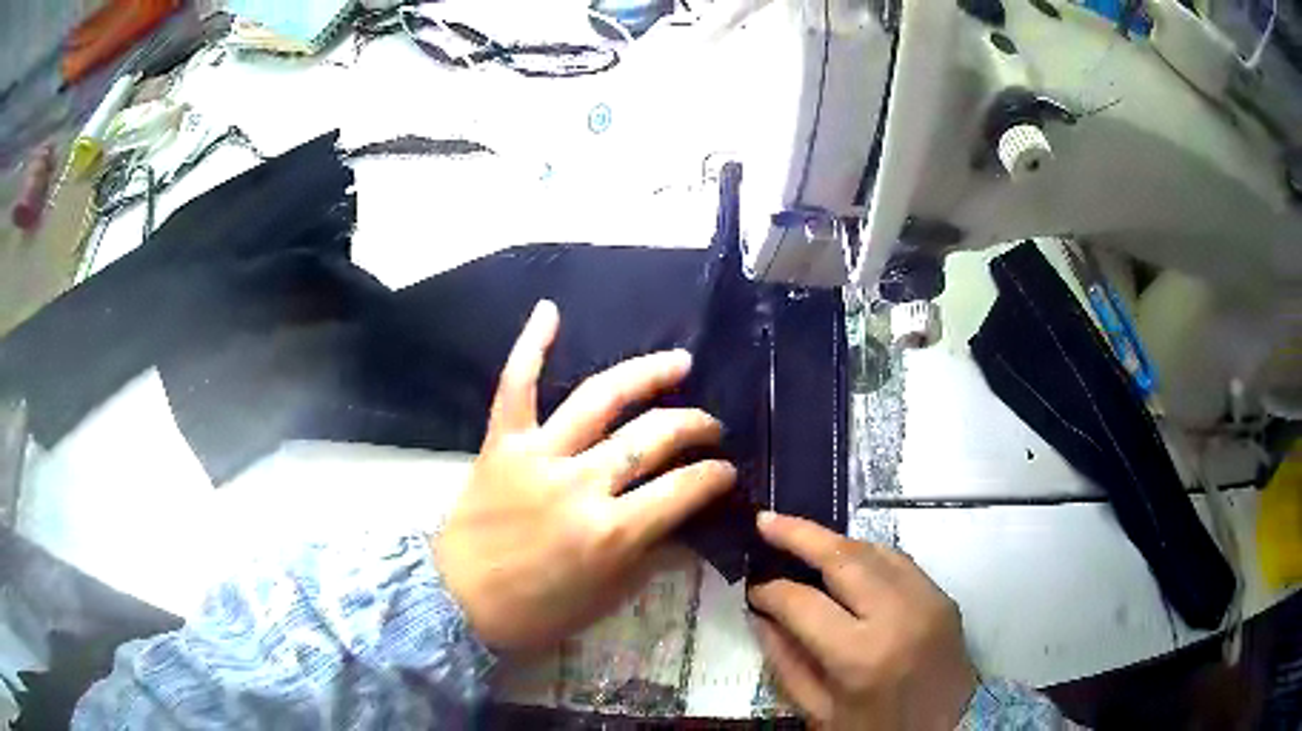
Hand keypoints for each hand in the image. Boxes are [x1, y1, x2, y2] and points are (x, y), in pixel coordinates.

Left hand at [435, 300, 735, 651]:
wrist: (457, 599)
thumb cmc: (535, 610)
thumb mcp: (607, 596)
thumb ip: (652, 558)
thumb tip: (690, 528)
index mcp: (611, 531)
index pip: (683, 489)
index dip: (714, 476)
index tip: (726, 471)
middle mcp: (580, 484)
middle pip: (651, 438)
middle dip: (694, 427)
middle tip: (711, 427)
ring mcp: (538, 456)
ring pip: (600, 400)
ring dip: (646, 375)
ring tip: (679, 363)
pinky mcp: (502, 443)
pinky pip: (517, 386)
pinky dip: (531, 346)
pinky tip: (550, 310)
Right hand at [748, 513, 976, 730]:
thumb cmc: (873, 730)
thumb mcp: (818, 710)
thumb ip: (785, 660)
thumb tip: (760, 613)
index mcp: (861, 655)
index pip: (803, 604)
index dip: (770, 591)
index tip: (752, 587)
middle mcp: (899, 615)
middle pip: (843, 557)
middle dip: (799, 534)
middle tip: (766, 521)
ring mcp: (928, 600)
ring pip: (874, 550)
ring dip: (834, 541)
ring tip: (801, 537)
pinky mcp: (944, 597)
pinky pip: (900, 563)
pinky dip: (867, 556)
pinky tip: (846, 561)